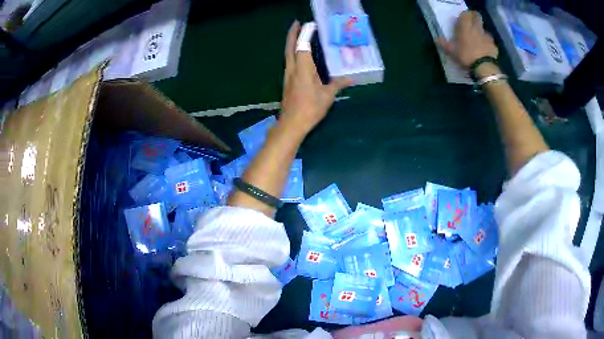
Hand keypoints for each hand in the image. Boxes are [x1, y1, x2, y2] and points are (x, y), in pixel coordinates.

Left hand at [280, 21, 350, 136]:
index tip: (310, 24)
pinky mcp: (287, 81)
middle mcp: (292, 69)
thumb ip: (337, 84)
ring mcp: (288, 75)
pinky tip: (300, 54)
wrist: (292, 124)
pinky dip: (293, 52)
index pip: (302, 46)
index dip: (305, 34)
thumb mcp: (327, 96)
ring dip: (292, 42)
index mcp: (302, 70)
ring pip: (288, 54)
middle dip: (293, 34)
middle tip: (297, 23)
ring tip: (299, 34)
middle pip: (290, 47)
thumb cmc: (310, 109)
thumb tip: (350, 78)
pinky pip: (290, 61)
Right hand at [437, 11, 497, 68]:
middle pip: (477, 17)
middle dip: (474, 18)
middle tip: (471, 25)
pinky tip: (485, 50)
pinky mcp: (493, 45)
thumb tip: (437, 39)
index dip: (464, 15)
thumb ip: (444, 44)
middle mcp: (476, 28)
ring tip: (479, 40)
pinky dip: (487, 43)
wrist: (484, 67)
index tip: (462, 20)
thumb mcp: (452, 52)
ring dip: (481, 32)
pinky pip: (490, 41)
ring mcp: (486, 36)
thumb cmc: (466, 56)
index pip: (465, 14)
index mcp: (465, 27)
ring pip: (484, 29)